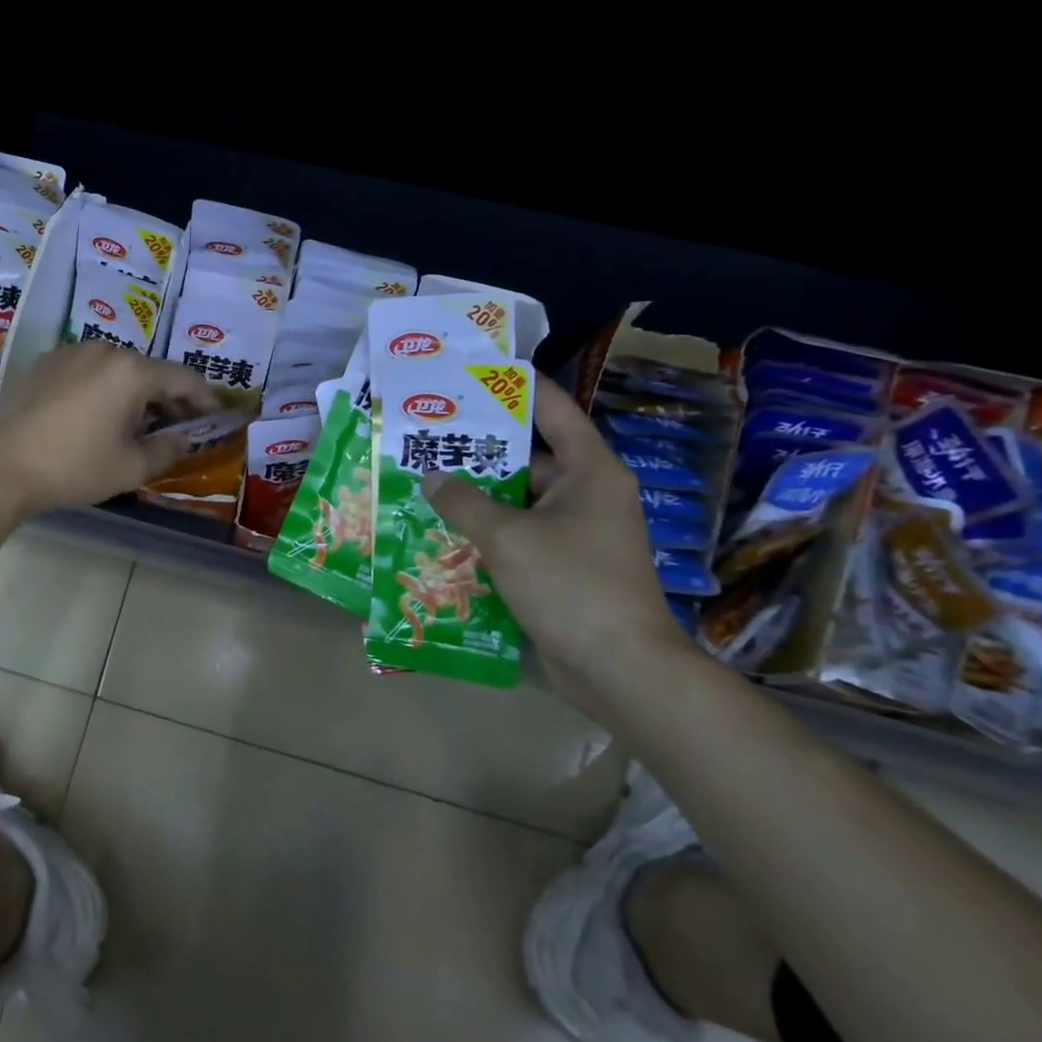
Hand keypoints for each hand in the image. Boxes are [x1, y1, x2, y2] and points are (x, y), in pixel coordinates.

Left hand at [0, 342, 219, 515]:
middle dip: (168, 397)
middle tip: (176, 426)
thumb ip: (169, 449)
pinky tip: (95, 414)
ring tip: (134, 422)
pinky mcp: (46, 362)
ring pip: (118, 368)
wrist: (3, 466)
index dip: (204, 398)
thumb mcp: (132, 467)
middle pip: (150, 370)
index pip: (183, 378)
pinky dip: (102, 386)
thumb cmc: (75, 467)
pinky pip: (88, 369)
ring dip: (134, 391)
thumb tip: (185, 438)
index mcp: (132, 372)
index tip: (214, 416)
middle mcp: (105, 350)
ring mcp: (71, 352)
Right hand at [421, 376, 687, 717]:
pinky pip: (516, 536)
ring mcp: (574, 534)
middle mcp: (585, 494)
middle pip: (527, 456)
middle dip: (478, 448)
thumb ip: (464, 502)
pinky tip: (439, 531)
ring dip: (475, 496)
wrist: (621, 671)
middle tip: (426, 433)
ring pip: (516, 500)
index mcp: (589, 471)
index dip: (515, 385)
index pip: (552, 409)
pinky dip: (484, 533)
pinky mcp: (561, 568)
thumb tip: (431, 477)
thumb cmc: (571, 586)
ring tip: (421, 480)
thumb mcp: (509, 537)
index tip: (472, 370)